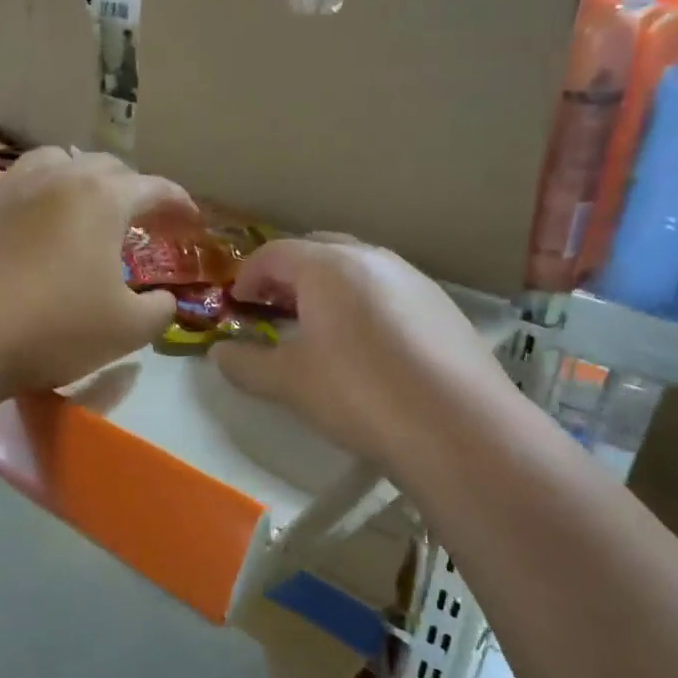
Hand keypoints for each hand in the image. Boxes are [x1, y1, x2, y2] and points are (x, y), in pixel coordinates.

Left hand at [0, 147, 197, 402]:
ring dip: (81, 181)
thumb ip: (159, 311)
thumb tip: (164, 299)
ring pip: (56, 163)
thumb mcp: (125, 330)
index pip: (154, 188)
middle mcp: (57, 177)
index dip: (179, 203)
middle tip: (143, 220)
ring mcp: (9, 186)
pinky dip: (36, 194)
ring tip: (86, 208)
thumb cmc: (51, 329)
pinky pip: (15, 184)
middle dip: (132, 190)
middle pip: (106, 167)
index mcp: (102, 198)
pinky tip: (32, 219)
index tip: (192, 222)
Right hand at [212, 236, 514, 465]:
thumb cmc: (358, 393)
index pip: (274, 253)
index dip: (248, 276)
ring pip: (358, 268)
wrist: (458, 427)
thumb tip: (219, 354)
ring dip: (329, 287)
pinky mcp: (442, 306)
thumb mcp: (289, 382)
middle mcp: (372, 258)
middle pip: (318, 249)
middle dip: (289, 274)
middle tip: (274, 308)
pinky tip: (369, 347)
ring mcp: (414, 279)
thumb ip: (246, 364)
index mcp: (328, 266)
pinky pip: (389, 290)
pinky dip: (365, 304)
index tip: (237, 305)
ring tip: (320, 327)